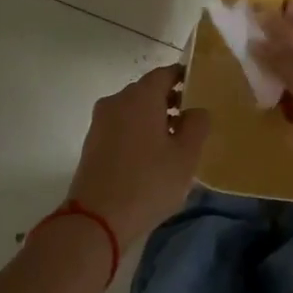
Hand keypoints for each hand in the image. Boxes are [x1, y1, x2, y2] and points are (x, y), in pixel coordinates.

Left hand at [67, 65, 210, 246]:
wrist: (96, 219)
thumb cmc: (148, 182)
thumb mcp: (186, 155)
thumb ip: (197, 125)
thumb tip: (195, 110)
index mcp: (141, 96)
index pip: (165, 73)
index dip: (184, 77)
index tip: (200, 89)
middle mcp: (117, 101)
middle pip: (147, 90)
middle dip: (169, 99)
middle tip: (191, 119)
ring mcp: (100, 122)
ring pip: (133, 109)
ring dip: (153, 118)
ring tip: (173, 142)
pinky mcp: (92, 143)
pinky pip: (121, 126)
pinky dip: (137, 131)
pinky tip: (150, 156)